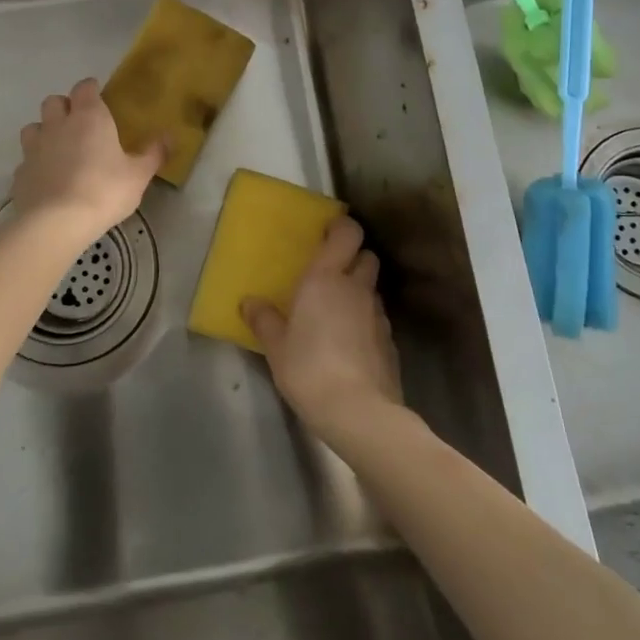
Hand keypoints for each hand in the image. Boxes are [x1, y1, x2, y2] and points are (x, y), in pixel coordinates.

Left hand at [12, 78, 163, 240]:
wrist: (56, 222)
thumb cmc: (104, 191)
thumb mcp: (138, 175)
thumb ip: (153, 153)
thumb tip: (169, 136)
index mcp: (89, 117)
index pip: (85, 88)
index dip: (91, 89)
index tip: (98, 95)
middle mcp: (58, 125)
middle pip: (53, 101)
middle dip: (64, 106)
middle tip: (78, 122)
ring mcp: (34, 148)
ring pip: (34, 127)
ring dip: (44, 131)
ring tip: (58, 148)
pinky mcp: (20, 173)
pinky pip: (26, 160)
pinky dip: (35, 164)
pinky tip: (46, 179)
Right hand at [243, 216, 402, 443]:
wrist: (359, 412)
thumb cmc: (309, 368)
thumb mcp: (276, 346)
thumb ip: (264, 320)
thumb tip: (250, 302)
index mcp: (326, 278)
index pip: (347, 233)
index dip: (342, 227)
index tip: (328, 231)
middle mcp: (356, 288)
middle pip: (367, 256)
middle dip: (353, 258)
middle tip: (330, 272)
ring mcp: (378, 315)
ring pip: (372, 289)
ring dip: (359, 291)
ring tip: (337, 311)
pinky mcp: (390, 342)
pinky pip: (377, 319)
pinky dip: (365, 321)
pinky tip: (349, 343)